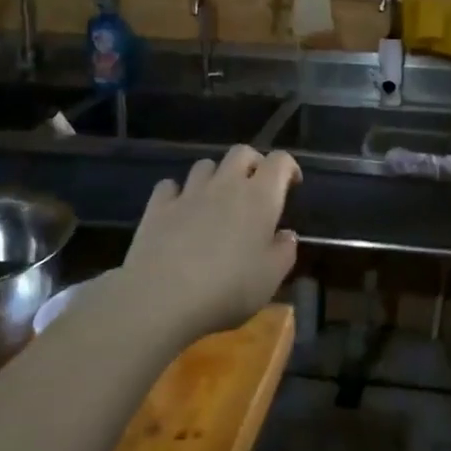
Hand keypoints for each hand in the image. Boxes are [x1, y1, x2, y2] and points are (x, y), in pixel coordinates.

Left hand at [120, 145, 302, 341]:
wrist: (162, 297)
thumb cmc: (228, 288)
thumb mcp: (271, 277)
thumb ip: (285, 251)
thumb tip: (287, 235)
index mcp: (260, 197)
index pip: (280, 161)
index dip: (289, 167)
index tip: (292, 184)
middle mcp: (226, 185)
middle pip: (241, 153)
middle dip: (253, 162)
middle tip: (256, 185)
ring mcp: (189, 192)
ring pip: (205, 165)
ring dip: (216, 176)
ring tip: (217, 199)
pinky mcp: (158, 206)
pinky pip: (170, 185)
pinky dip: (178, 192)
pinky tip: (180, 209)